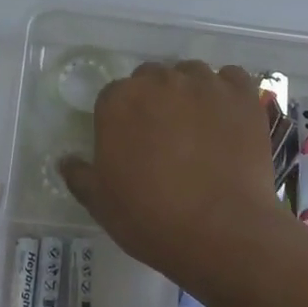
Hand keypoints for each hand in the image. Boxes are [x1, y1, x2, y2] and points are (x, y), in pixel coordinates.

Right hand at [60, 61, 289, 283]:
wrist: (222, 232)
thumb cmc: (151, 218)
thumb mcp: (101, 203)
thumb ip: (79, 175)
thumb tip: (66, 160)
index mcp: (118, 101)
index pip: (114, 95)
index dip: (123, 119)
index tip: (133, 144)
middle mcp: (158, 81)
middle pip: (152, 77)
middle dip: (155, 100)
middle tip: (166, 137)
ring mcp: (203, 84)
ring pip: (191, 74)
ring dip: (191, 92)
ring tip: (201, 127)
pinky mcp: (241, 95)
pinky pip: (231, 78)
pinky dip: (228, 92)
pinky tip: (229, 119)